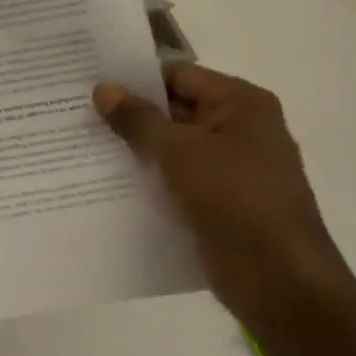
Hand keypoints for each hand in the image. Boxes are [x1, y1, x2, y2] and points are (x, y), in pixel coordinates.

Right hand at [94, 64, 355, 338]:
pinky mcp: (218, 202)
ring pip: (172, 148)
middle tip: (77, 110)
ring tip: (82, 143)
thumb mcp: (178, 150)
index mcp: (241, 104)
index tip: (91, 80)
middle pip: (175, 110)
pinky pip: (175, 180)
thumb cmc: (233, 197)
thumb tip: (103, 89)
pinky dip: (148, 179)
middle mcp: (240, 130)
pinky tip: (106, 181)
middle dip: (130, 113)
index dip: (135, 77)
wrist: (277, 279)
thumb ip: (137, 118)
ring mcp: (230, 169)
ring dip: (135, 149)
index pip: (179, 76)